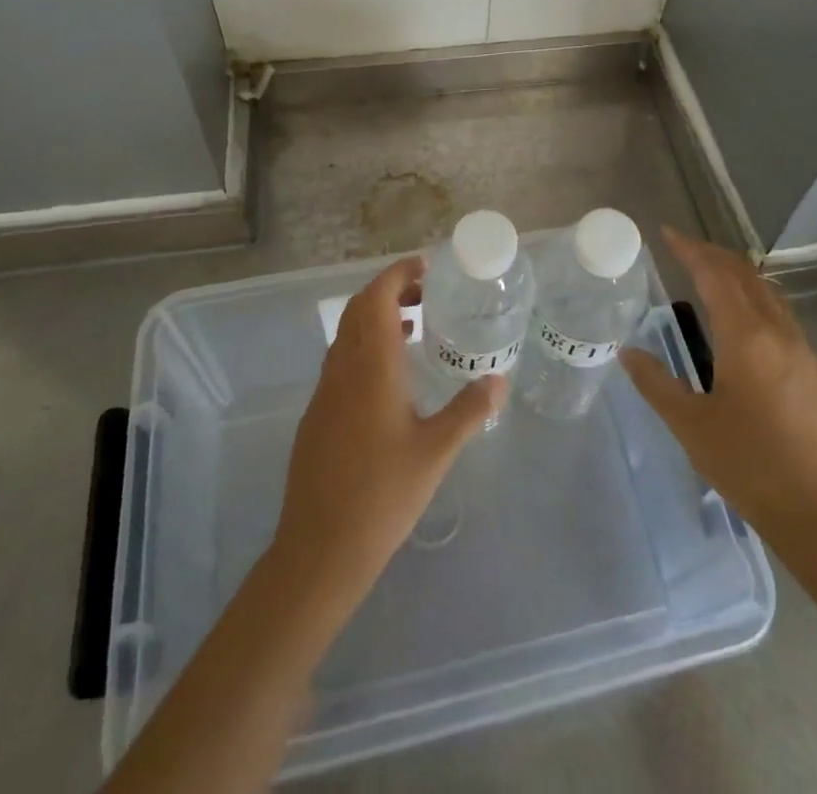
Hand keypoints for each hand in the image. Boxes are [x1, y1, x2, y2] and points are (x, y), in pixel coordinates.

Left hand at [272, 256, 504, 600]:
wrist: (319, 549)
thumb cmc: (383, 495)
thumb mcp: (436, 452)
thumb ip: (469, 410)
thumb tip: (499, 379)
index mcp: (371, 367)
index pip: (377, 297)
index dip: (398, 273)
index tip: (426, 266)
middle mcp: (343, 368)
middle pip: (359, 308)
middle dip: (390, 289)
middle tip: (426, 292)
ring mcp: (325, 392)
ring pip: (347, 334)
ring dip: (376, 317)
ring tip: (415, 326)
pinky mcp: (317, 415)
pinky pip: (341, 360)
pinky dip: (365, 346)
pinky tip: (390, 377)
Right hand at [622, 227, 816, 543]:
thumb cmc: (749, 466)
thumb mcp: (690, 425)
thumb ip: (656, 383)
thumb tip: (628, 352)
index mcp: (746, 337)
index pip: (715, 274)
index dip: (690, 249)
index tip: (667, 234)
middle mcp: (778, 332)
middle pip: (745, 275)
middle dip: (714, 255)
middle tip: (684, 249)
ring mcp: (804, 351)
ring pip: (769, 293)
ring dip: (738, 276)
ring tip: (710, 277)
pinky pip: (782, 317)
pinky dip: (756, 301)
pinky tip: (743, 325)